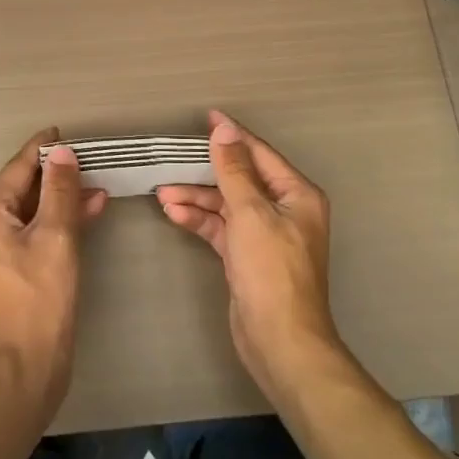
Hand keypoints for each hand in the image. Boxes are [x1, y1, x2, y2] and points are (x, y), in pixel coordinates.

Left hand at [0, 129, 107, 427]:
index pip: (17, 167)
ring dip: (62, 197)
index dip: (42, 148)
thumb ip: (60, 190)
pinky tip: (88, 212)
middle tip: (90, 159)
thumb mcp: (56, 237)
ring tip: (98, 185)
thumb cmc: (40, 300)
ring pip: (32, 209)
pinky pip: (35, 230)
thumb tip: (62, 151)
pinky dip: (59, 220)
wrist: (26, 369)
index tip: (65, 132)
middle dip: (57, 173)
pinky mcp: (11, 267)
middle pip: (23, 186)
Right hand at [157, 111, 341, 398]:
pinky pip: (221, 228)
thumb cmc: (271, 270)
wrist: (279, 341)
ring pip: (227, 204)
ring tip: (162, 192)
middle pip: (241, 179)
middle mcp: (284, 210)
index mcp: (297, 195)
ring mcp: (266, 235)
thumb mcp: (250, 213)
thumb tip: (225, 130)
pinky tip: (173, 213)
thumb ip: (234, 170)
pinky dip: (200, 220)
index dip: (232, 136)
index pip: (259, 154)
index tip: (206, 117)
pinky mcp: (248, 257)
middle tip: (173, 158)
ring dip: (197, 197)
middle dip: (206, 172)